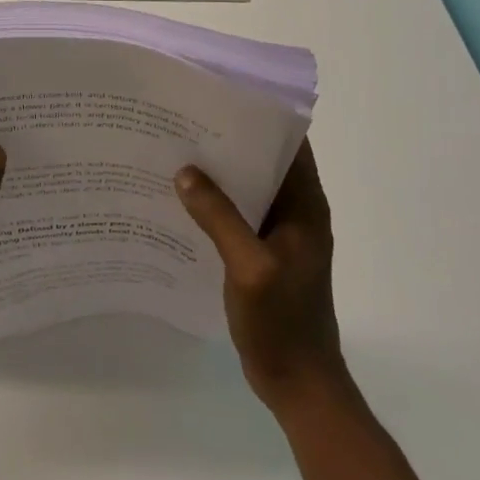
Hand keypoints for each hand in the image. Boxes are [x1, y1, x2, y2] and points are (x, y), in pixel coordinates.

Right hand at [175, 139, 342, 413]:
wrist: (299, 383)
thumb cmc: (283, 323)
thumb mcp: (250, 268)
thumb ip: (220, 217)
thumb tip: (186, 172)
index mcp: (306, 207)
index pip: (290, 144)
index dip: (261, 116)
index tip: (220, 96)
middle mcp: (296, 212)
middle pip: (264, 161)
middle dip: (228, 140)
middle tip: (182, 120)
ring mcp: (279, 234)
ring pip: (247, 187)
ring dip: (218, 172)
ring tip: (174, 151)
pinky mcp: (262, 253)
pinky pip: (237, 214)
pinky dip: (214, 202)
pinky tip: (179, 199)